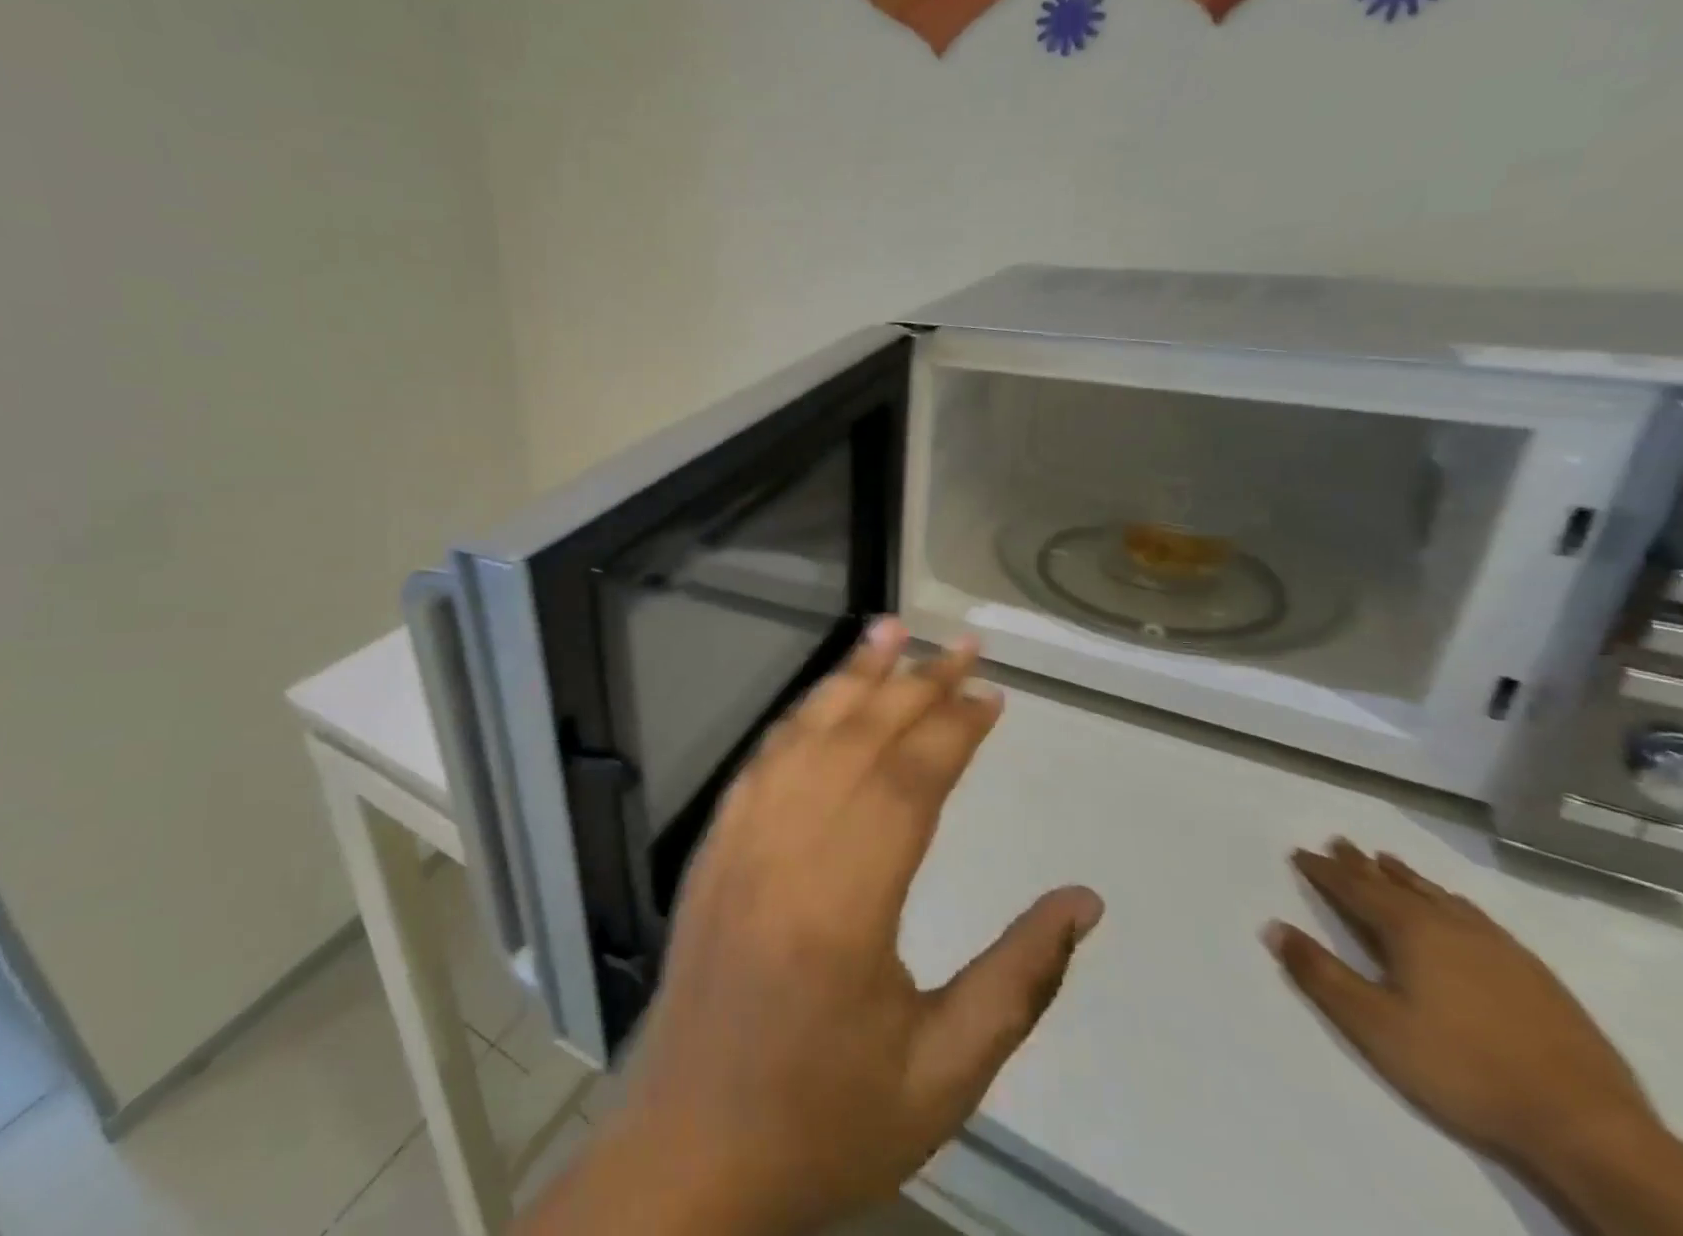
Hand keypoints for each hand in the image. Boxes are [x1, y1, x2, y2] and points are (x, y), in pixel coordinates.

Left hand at [524, 620, 1102, 1235]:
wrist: (691, 1144)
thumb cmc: (823, 1119)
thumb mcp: (943, 1075)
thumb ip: (1018, 981)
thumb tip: (1083, 901)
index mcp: (845, 907)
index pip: (909, 784)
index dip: (955, 729)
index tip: (994, 695)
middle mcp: (785, 850)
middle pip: (859, 742)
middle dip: (914, 684)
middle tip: (960, 642)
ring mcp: (739, 839)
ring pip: (803, 736)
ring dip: (850, 679)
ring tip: (887, 630)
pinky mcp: (713, 844)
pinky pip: (761, 761)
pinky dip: (797, 718)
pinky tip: (824, 697)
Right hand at [1267, 840, 1661, 1180]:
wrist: (1587, 1129)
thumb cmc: (1462, 1068)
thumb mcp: (1373, 1025)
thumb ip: (1319, 973)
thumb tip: (1272, 926)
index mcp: (1411, 932)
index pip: (1355, 889)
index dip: (1324, 870)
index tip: (1299, 853)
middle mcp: (1452, 927)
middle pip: (1397, 885)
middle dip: (1362, 864)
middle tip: (1338, 841)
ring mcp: (1501, 950)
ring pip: (1440, 898)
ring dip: (1407, 878)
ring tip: (1388, 861)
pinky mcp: (1536, 976)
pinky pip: (1478, 919)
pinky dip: (1452, 902)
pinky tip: (1456, 908)